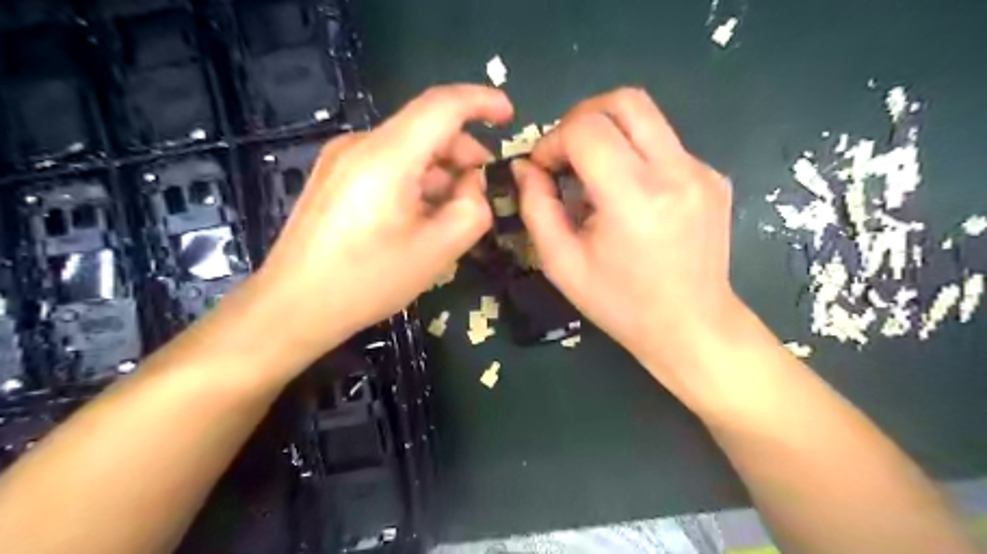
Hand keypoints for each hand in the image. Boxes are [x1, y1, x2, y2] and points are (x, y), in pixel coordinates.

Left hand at [251, 82, 513, 359]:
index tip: (509, 114)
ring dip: (439, 169)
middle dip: (463, 150)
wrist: (293, 306)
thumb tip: (472, 185)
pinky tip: (420, 213)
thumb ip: (473, 209)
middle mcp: (360, 145)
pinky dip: (415, 178)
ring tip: (453, 208)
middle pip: (424, 127)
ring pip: (406, 148)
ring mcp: (341, 159)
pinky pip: (386, 164)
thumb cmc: (367, 281)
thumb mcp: (438, 251)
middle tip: (483, 186)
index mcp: (387, 156)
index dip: (482, 101)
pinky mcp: (334, 177)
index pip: (442, 105)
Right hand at [512, 88, 735, 394]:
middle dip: (582, 117)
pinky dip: (634, 155)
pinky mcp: (713, 176)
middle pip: (624, 101)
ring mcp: (702, 171)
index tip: (544, 169)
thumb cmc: (621, 304)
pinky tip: (628, 195)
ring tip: (593, 176)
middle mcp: (676, 172)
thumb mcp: (562, 263)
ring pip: (646, 118)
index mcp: (635, 198)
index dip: (553, 140)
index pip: (586, 129)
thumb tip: (526, 168)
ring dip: (608, 134)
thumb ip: (536, 208)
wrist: (691, 326)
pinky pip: (664, 145)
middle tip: (566, 154)